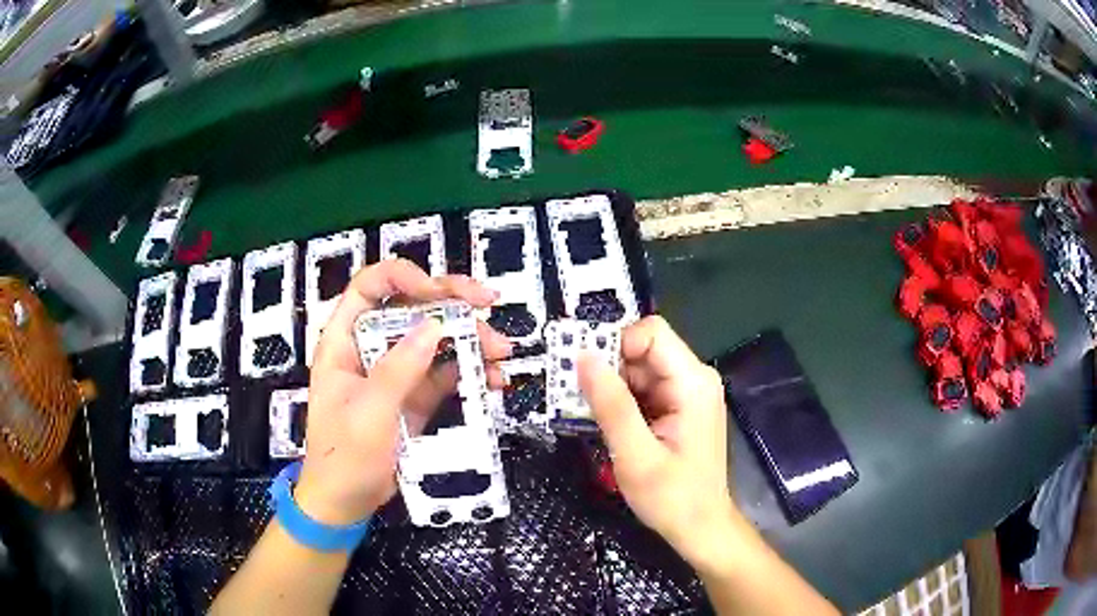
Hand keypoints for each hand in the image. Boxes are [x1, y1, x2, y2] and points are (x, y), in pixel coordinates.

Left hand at [294, 259, 511, 524]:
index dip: (404, 277)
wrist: (346, 502)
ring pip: (434, 338)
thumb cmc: (343, 457)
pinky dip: (471, 371)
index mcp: (344, 341)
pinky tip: (494, 378)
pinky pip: (446, 373)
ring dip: (470, 338)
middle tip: (488, 303)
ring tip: (501, 351)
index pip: (370, 288)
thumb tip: (434, 326)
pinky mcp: (416, 395)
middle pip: (411, 306)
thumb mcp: (368, 414)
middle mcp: (371, 347)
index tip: (440, 291)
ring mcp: (396, 371)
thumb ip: (399, 370)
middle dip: (451, 302)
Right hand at [578, 316, 736, 565]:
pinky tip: (607, 425)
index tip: (586, 375)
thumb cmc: (672, 498)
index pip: (650, 333)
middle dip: (607, 368)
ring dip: (610, 387)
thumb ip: (611, 405)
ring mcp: (687, 393)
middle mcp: (694, 378)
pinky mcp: (678, 407)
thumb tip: (583, 357)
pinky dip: (621, 401)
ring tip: (587, 415)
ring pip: (639, 369)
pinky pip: (643, 389)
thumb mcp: (635, 456)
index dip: (615, 345)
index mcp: (692, 383)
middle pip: (643, 350)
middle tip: (576, 398)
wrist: (701, 528)